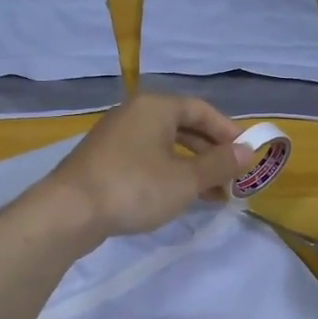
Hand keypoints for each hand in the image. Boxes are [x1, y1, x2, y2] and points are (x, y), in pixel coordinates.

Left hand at [35, 94, 246, 240]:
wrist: (69, 211)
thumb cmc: (134, 188)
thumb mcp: (185, 180)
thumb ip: (219, 164)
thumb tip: (248, 151)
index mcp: (156, 107)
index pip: (202, 110)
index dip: (228, 131)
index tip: (247, 155)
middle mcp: (135, 113)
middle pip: (184, 126)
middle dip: (211, 153)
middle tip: (232, 177)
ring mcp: (117, 136)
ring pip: (166, 146)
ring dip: (192, 167)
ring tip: (214, 195)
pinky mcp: (105, 160)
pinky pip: (147, 159)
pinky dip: (169, 174)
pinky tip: (180, 198)